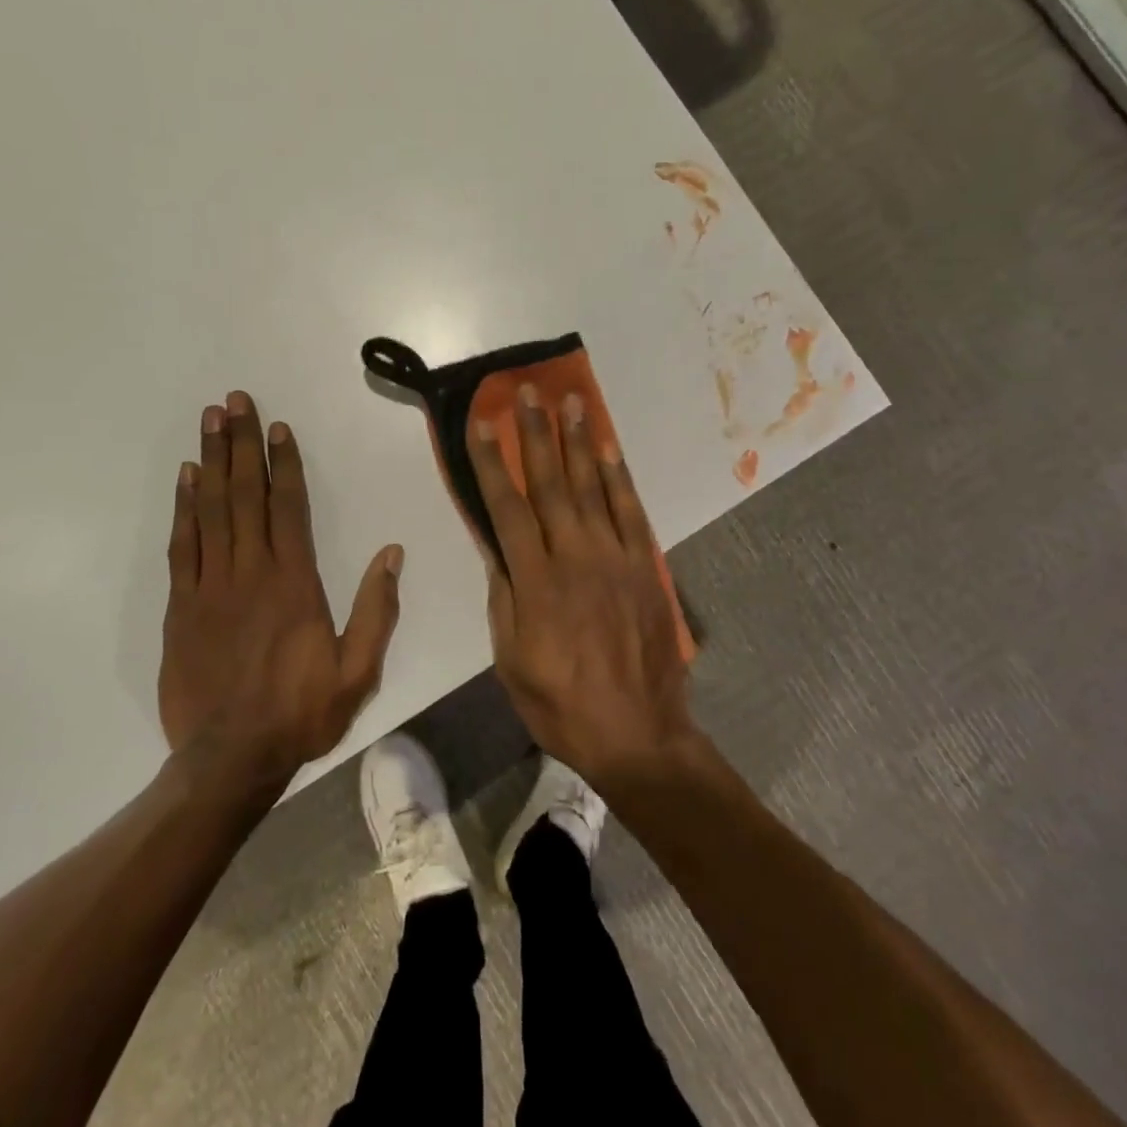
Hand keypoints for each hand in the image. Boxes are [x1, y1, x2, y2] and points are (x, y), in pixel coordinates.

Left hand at [160, 391, 401, 784]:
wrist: (229, 758)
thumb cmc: (301, 712)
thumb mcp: (358, 670)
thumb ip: (377, 609)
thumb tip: (393, 553)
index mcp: (296, 583)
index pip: (290, 508)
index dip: (284, 463)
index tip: (278, 427)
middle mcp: (252, 572)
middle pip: (246, 494)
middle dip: (241, 443)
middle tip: (235, 401)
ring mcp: (211, 586)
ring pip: (212, 510)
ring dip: (211, 461)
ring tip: (210, 421)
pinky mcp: (182, 606)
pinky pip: (184, 545)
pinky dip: (184, 508)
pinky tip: (186, 478)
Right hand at [472, 385, 702, 789]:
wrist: (638, 734)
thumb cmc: (561, 705)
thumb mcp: (511, 661)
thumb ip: (504, 598)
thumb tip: (495, 548)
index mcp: (536, 582)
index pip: (506, 508)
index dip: (491, 463)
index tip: (481, 425)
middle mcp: (576, 557)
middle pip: (551, 484)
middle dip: (536, 434)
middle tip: (527, 393)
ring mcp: (616, 558)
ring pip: (592, 488)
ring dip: (579, 442)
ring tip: (571, 402)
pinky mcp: (645, 567)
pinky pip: (631, 512)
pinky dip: (619, 478)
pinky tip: (608, 451)